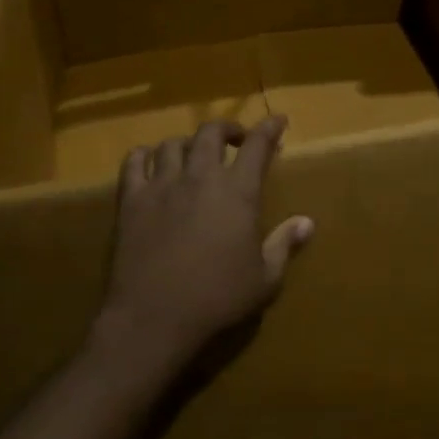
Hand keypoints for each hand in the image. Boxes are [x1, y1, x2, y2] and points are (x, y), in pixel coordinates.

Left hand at [93, 116, 313, 382]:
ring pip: (172, 144)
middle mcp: (200, 177)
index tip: (278, 120)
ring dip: (187, 143)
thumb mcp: (264, 279)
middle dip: (227, 129)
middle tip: (235, 141)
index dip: (269, 128)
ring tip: (193, 155)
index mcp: (238, 192)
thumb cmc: (217, 299)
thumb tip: (306, 223)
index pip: (257, 146)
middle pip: (211, 133)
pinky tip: (150, 162)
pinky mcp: (131, 201)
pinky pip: (134, 162)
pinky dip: (144, 155)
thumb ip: (284, 245)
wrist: (154, 318)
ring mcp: (162, 185)